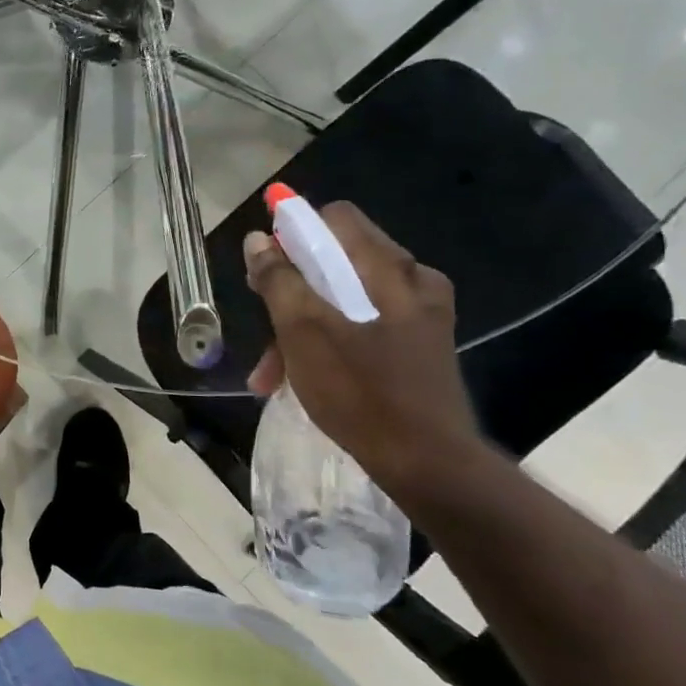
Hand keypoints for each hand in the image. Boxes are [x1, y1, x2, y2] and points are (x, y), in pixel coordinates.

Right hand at [243, 202, 485, 494]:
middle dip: (291, 292)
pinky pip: (362, 328)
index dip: (294, 234)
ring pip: (346, 300)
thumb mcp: (304, 332)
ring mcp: (419, 317)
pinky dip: (328, 345)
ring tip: (270, 372)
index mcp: (390, 268)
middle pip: (337, 262)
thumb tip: (258, 240)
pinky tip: (301, 380)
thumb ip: (278, 280)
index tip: (266, 269)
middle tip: (263, 323)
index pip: (335, 219)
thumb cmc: (361, 392)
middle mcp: (412, 282)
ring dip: (302, 327)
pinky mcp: (418, 349)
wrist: (428, 466)